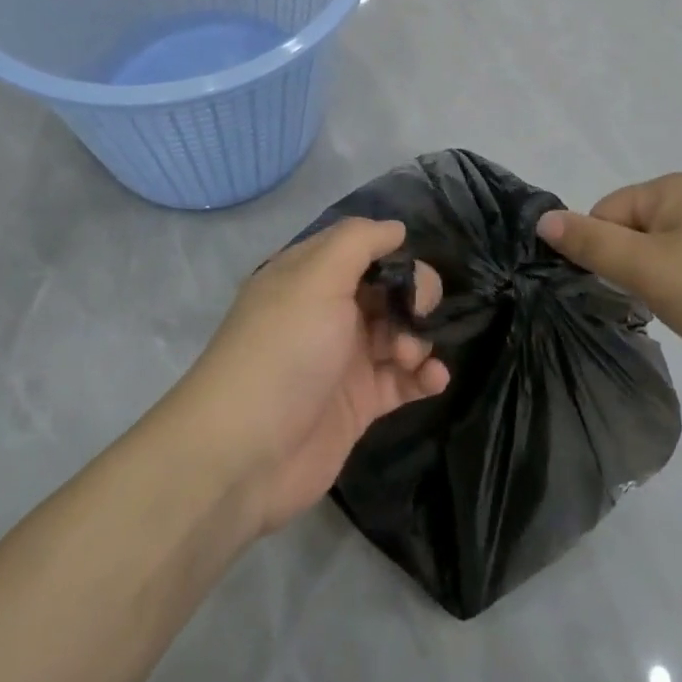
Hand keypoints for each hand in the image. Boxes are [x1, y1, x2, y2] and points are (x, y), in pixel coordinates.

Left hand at [179, 219, 448, 535]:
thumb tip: (396, 228)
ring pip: (400, 333)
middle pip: (388, 290)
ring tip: (409, 358)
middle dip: (414, 297)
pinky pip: (403, 380)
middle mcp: (328, 312)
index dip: (392, 254)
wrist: (245, 453)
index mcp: (310, 275)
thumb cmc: (285, 350)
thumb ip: (359, 241)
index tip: (410, 269)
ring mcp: (344, 358)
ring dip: (417, 339)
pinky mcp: (359, 403)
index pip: (363, 249)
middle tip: (417, 314)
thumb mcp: (317, 277)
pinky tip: (435, 379)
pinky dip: (424, 376)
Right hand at [535, 173, 681, 379]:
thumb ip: (591, 243)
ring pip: (660, 251)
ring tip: (680, 309)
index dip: (604, 252)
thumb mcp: (645, 268)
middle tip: (652, 301)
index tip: (624, 287)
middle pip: (631, 230)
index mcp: (671, 187)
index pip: (605, 212)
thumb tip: (543, 219)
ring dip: (656, 281)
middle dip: (630, 267)